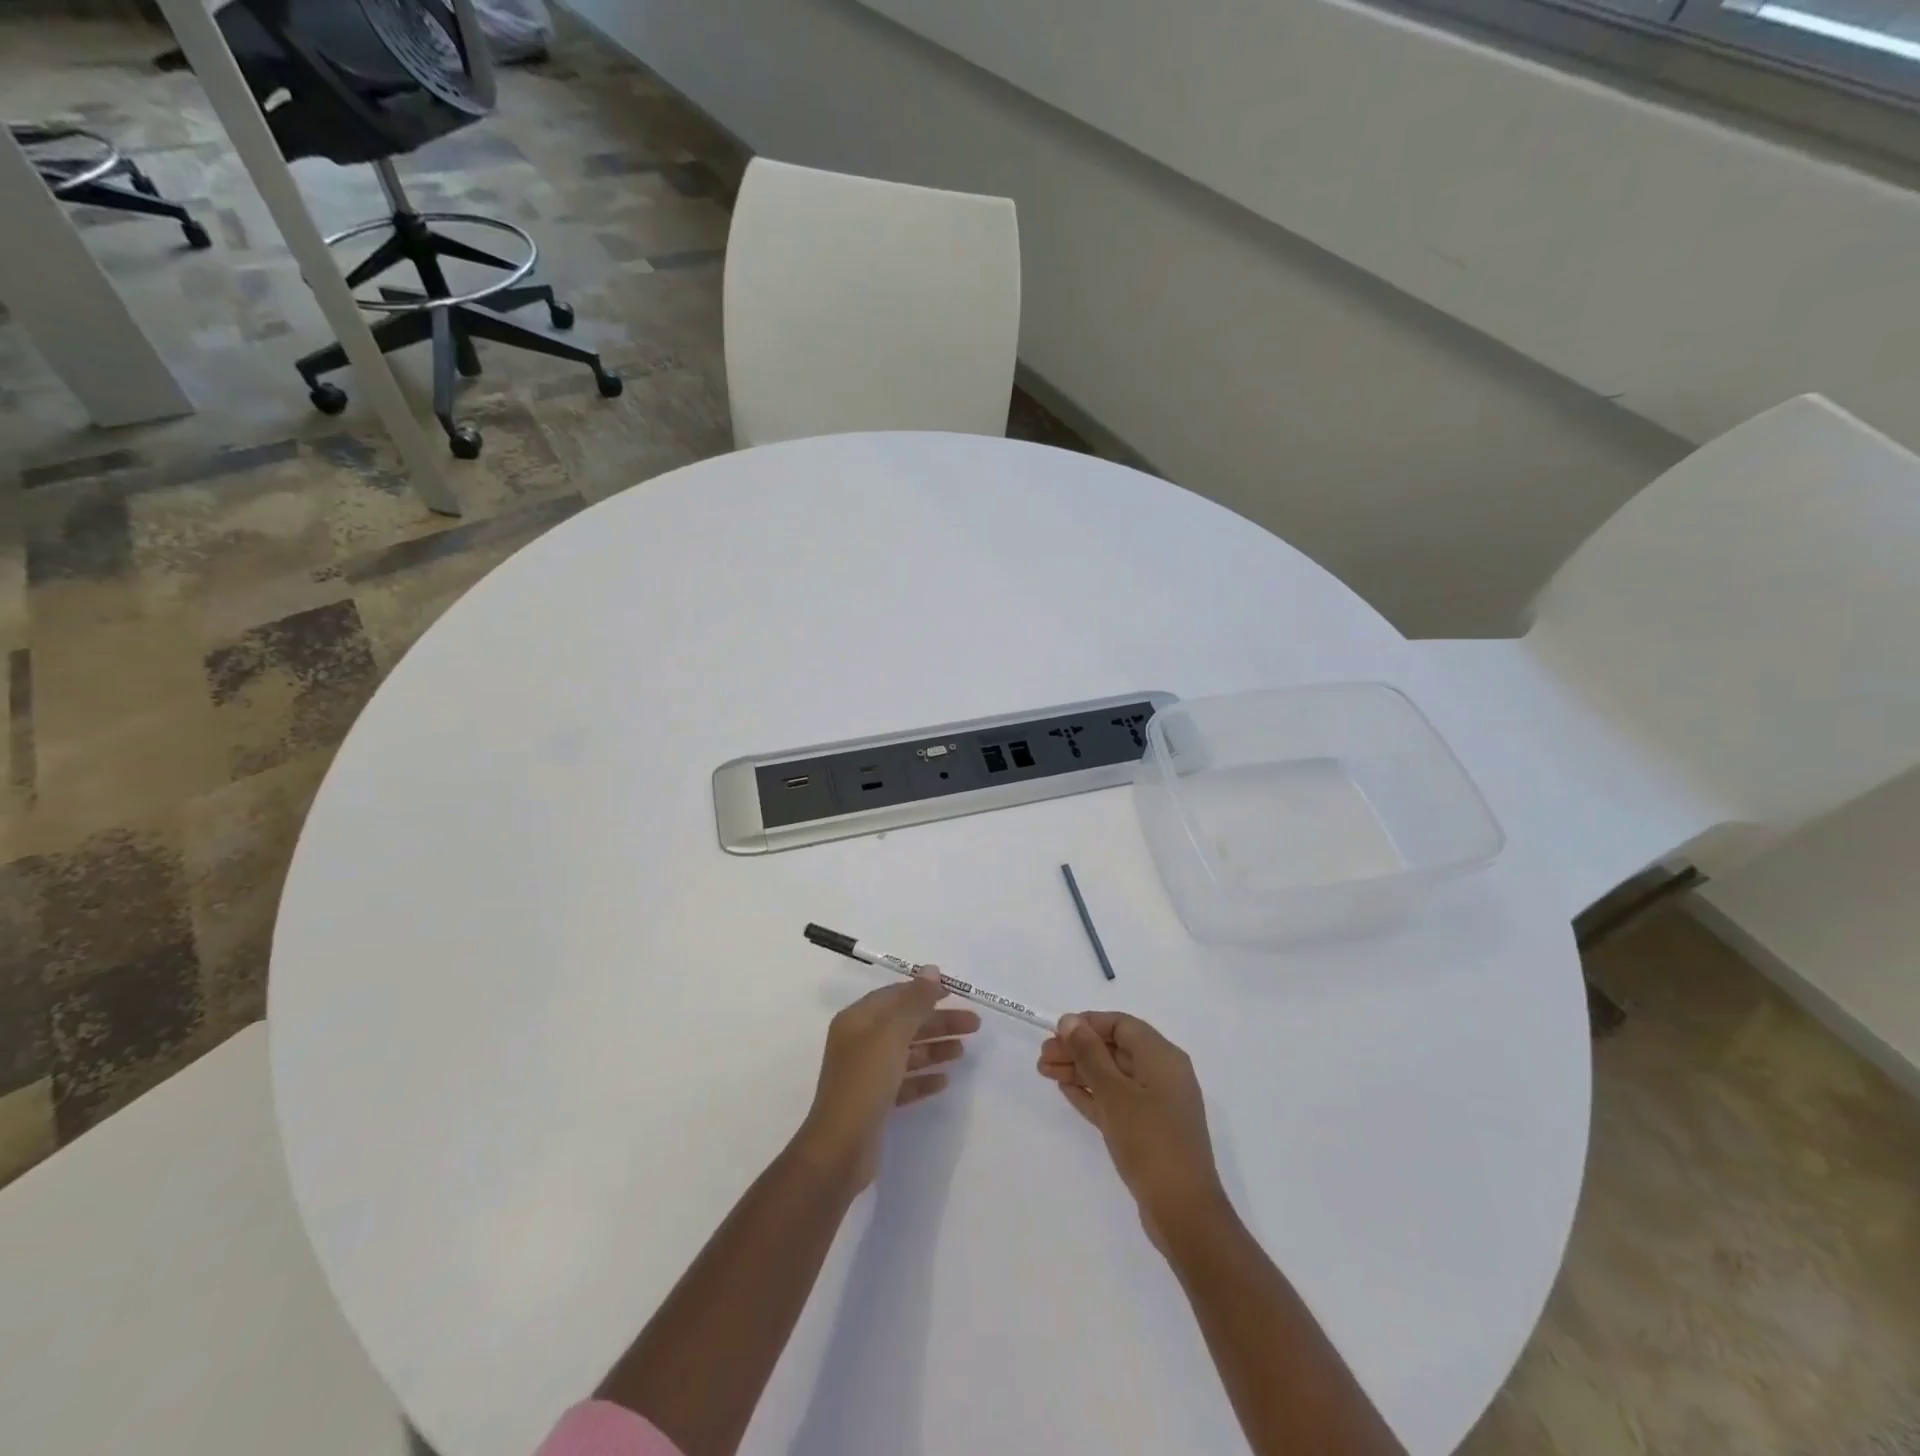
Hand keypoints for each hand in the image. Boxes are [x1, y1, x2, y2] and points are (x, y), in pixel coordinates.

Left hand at [796, 968, 981, 1189]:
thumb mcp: (891, 1036)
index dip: (923, 991)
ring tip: (962, 1050)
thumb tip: (932, 970)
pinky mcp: (875, 1102)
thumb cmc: (864, 1083)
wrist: (839, 1149)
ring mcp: (867, 1074)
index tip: (955, 992)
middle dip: (938, 1022)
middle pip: (905, 1024)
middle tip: (973, 1024)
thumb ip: (914, 1002)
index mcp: (857, 1020)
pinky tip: (944, 1080)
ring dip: (934, 1048)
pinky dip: (923, 1078)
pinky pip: (904, 1082)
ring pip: (907, 1053)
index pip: (894, 996)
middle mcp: (860, 1042)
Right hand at [1038, 1012, 1228, 1251]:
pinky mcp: (1150, 1130)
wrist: (1183, 1212)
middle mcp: (1163, 1074)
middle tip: (1042, 1058)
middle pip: (1115, 1049)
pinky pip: (1117, 1100)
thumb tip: (1070, 1020)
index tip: (1055, 1033)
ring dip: (1080, 1071)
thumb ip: (1089, 1053)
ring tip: (1045, 1072)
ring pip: (1113, 1076)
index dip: (1088, 1024)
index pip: (1121, 1025)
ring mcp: (1158, 1104)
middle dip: (1078, 1049)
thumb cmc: (1149, 1141)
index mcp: (1162, 1057)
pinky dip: (1093, 1093)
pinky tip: (1066, 1091)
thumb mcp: (1114, 1092)